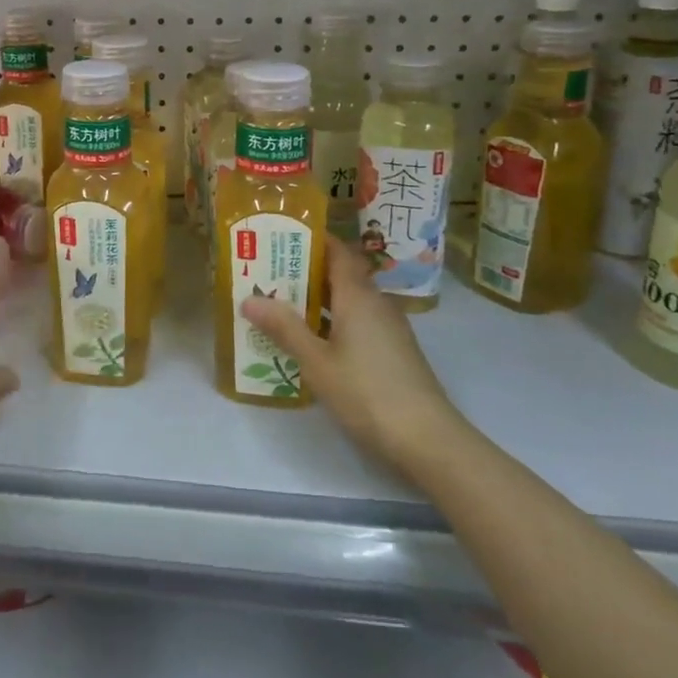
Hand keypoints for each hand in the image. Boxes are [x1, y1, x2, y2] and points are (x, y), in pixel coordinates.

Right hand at [240, 236, 466, 477]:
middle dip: (305, 270)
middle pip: (340, 275)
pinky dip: (331, 321)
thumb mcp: (316, 361)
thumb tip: (249, 298)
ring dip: (316, 299)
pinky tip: (308, 340)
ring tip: (278, 303)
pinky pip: (356, 322)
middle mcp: (375, 304)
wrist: (428, 440)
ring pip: (348, 301)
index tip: (281, 236)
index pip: (338, 251)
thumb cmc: (367, 392)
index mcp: (358, 296)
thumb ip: (284, 327)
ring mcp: (387, 329)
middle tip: (267, 271)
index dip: (313, 240)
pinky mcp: (391, 352)